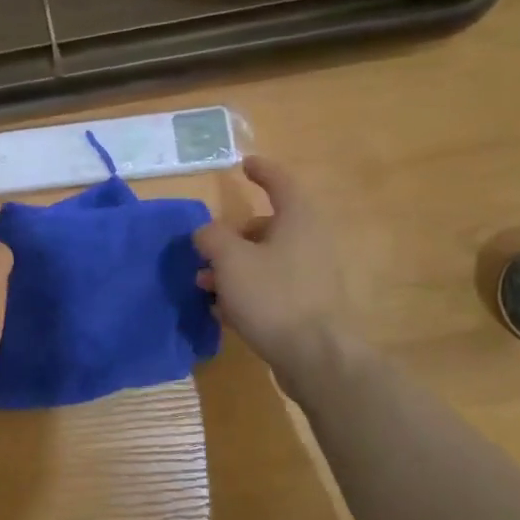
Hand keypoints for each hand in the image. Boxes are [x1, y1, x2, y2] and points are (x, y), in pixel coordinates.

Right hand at [193, 157, 353, 391]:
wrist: (315, 356)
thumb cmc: (272, 297)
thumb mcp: (230, 261)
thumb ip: (212, 237)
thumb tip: (206, 232)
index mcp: (298, 219)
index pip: (279, 182)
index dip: (260, 171)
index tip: (243, 164)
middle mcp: (310, 240)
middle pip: (266, 227)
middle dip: (231, 238)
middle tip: (205, 254)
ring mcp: (312, 274)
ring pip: (265, 260)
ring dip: (233, 269)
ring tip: (206, 288)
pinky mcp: (309, 304)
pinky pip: (272, 287)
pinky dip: (247, 291)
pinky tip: (225, 312)